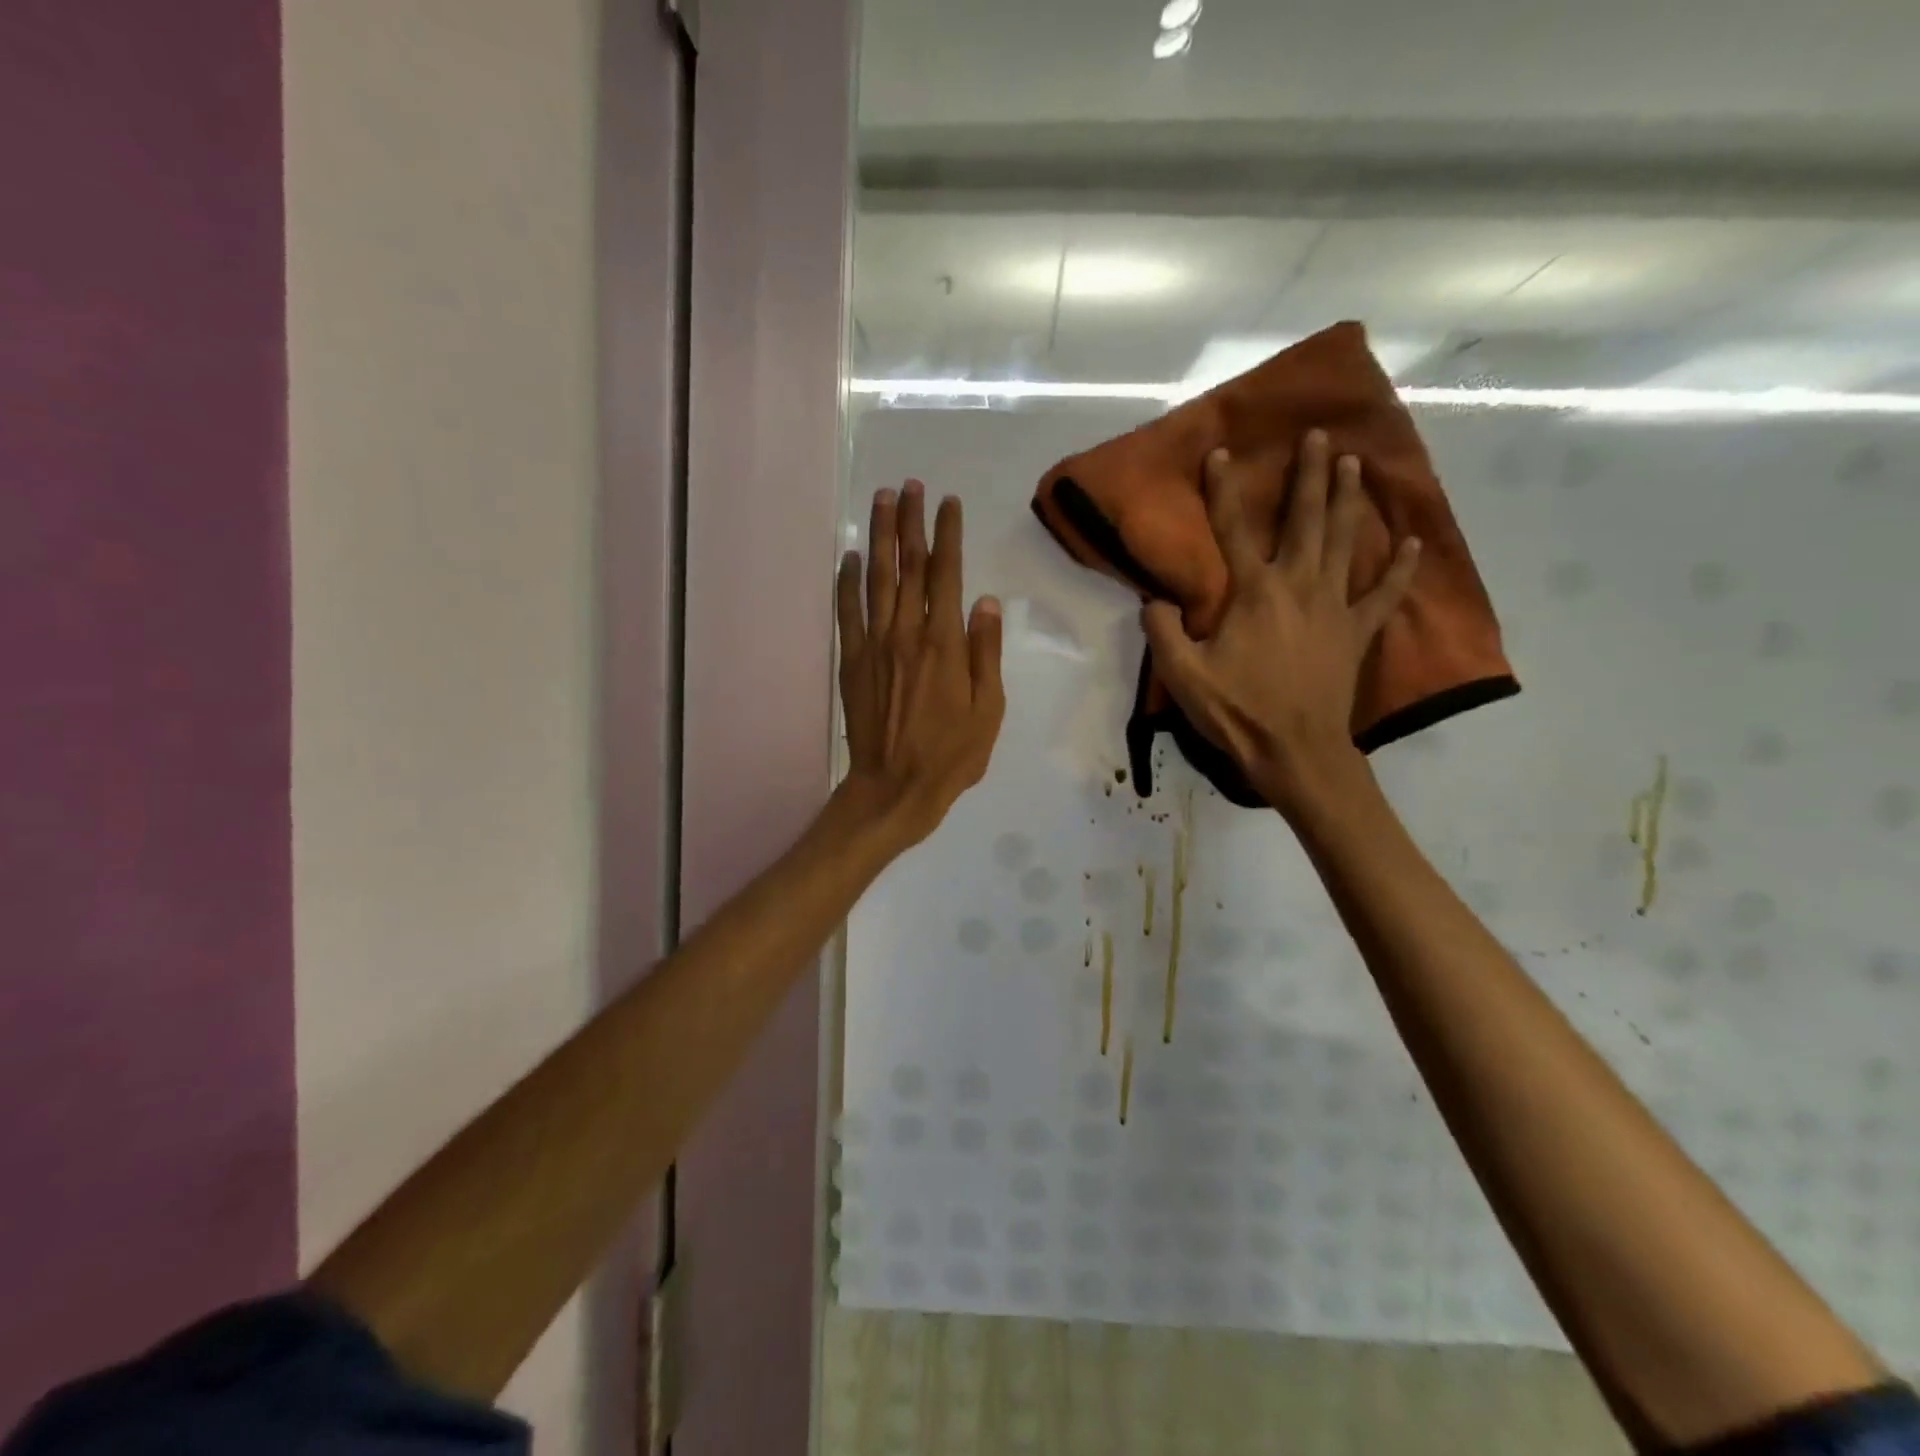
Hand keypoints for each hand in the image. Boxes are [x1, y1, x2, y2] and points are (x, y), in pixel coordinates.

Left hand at [836, 481, 1004, 847]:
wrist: (895, 787)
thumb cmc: (952, 754)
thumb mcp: (988, 710)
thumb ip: (986, 653)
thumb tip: (986, 602)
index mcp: (944, 643)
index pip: (946, 574)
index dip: (947, 534)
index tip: (948, 502)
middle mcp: (906, 633)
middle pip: (907, 565)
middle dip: (909, 521)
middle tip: (909, 485)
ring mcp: (874, 645)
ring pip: (875, 579)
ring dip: (877, 537)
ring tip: (880, 501)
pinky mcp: (852, 662)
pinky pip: (847, 612)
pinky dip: (846, 582)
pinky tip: (848, 558)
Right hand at [1142, 431, 1419, 814]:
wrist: (1295, 751)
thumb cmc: (1237, 712)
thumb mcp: (1183, 675)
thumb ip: (1164, 631)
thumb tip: (1155, 600)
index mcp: (1253, 593)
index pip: (1233, 530)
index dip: (1223, 490)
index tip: (1221, 452)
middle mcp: (1298, 586)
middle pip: (1306, 520)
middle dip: (1310, 475)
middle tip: (1319, 436)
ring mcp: (1334, 607)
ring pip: (1344, 542)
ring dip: (1349, 501)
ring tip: (1355, 464)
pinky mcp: (1356, 632)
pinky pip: (1383, 594)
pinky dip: (1398, 568)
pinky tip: (1411, 543)